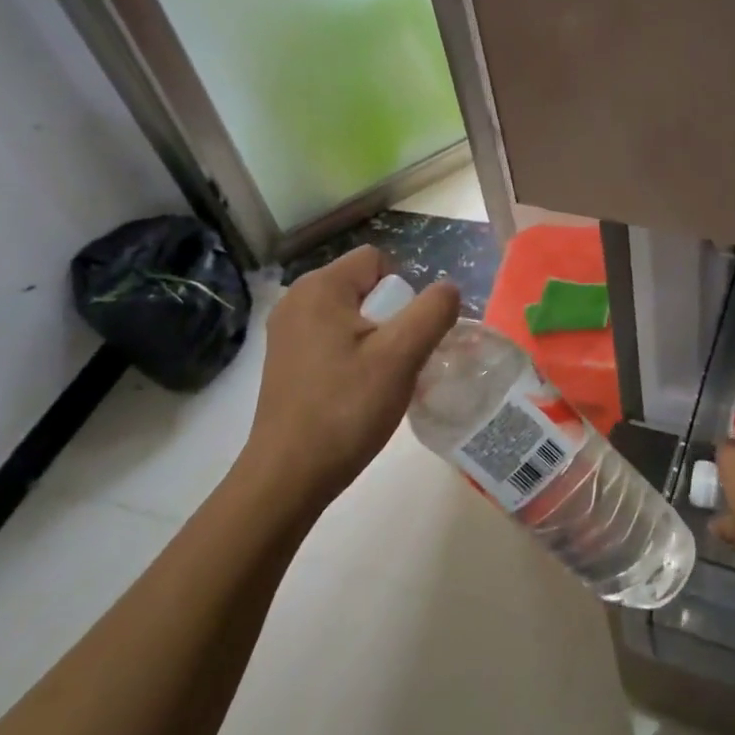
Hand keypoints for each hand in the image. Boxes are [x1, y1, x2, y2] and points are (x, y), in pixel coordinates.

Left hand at [241, 246, 458, 505]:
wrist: (289, 474)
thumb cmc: (346, 409)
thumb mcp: (401, 356)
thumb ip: (432, 312)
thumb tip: (449, 289)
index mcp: (320, 288)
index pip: (378, 261)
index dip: (403, 292)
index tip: (405, 337)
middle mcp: (297, 300)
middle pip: (365, 288)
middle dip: (392, 318)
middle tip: (397, 363)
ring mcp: (287, 332)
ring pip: (352, 317)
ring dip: (377, 342)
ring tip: (381, 381)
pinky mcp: (286, 361)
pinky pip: (334, 341)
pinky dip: (354, 358)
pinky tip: (357, 392)